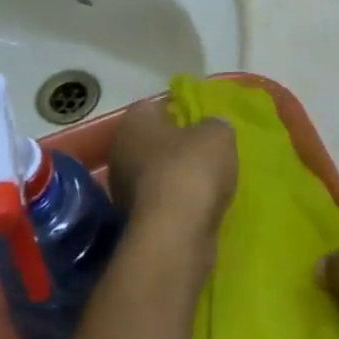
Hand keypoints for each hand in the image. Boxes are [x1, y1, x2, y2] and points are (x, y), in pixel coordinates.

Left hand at [109, 99, 236, 252]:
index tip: (203, 120)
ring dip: (177, 176)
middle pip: (153, 141)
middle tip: (208, 150)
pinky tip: (200, 206)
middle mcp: (120, 150)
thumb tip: (211, 130)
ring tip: (210, 181)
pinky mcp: (133, 220)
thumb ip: (215, 125)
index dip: (181, 109)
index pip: (156, 105)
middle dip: (178, 145)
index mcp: (134, 120)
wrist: (174, 233)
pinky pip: (160, 201)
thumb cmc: (191, 169)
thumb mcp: (218, 134)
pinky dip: (177, 203)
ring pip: (156, 173)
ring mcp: (122, 188)